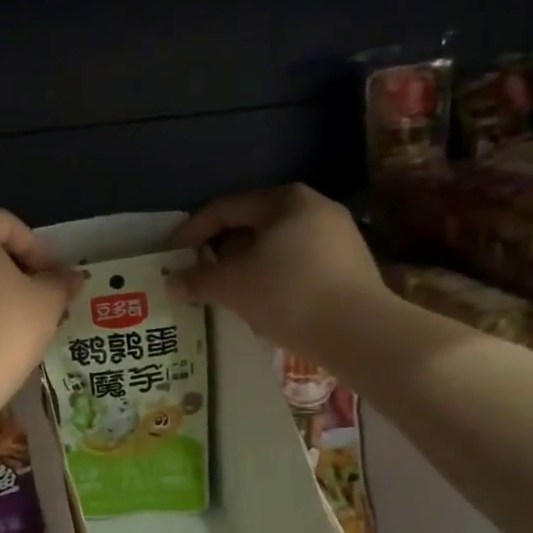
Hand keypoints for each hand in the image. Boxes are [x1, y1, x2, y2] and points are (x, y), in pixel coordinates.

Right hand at [168, 185, 382, 354]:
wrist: (361, 333)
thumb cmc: (288, 295)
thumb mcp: (233, 287)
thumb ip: (198, 281)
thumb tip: (171, 283)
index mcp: (284, 200)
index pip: (226, 208)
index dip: (193, 230)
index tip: (172, 253)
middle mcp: (315, 207)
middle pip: (253, 224)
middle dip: (221, 249)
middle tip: (198, 273)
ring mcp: (338, 235)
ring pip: (277, 244)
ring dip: (247, 264)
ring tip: (227, 290)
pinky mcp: (351, 264)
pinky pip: (299, 261)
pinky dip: (274, 275)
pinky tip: (264, 300)